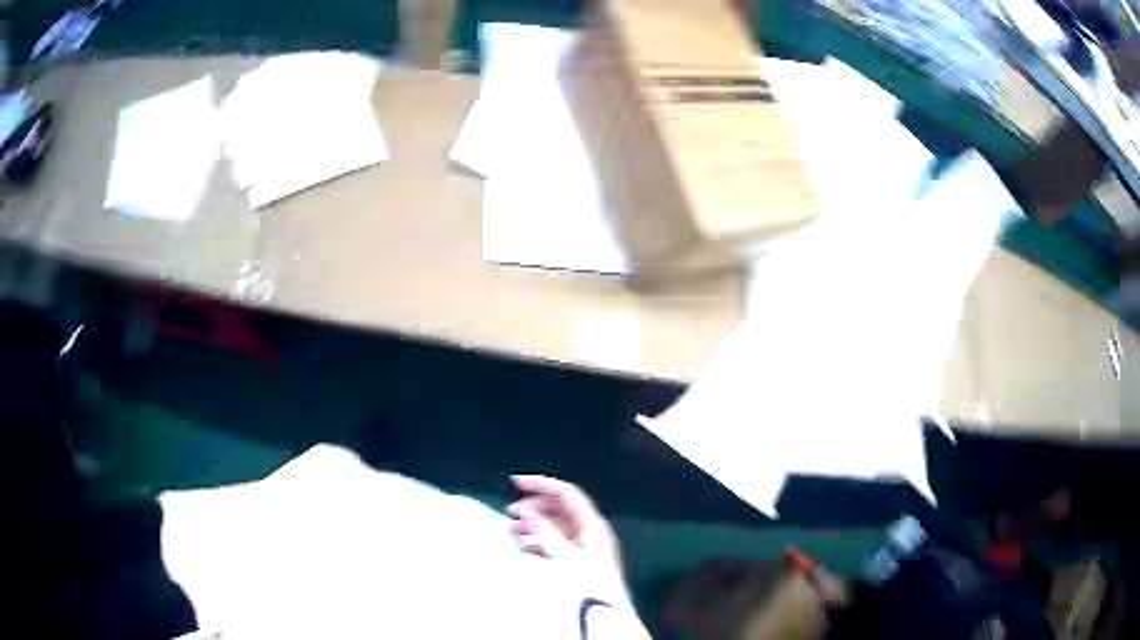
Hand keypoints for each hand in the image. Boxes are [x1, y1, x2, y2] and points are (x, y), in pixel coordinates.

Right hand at [508, 475, 626, 602]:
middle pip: (560, 509)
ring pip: (557, 526)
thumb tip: (526, 510)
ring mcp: (587, 546)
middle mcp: (592, 532)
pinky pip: (558, 543)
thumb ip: (545, 532)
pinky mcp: (582, 561)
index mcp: (592, 525)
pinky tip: (525, 549)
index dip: (542, 484)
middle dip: (534, 506)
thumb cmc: (589, 584)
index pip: (567, 493)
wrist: (606, 614)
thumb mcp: (564, 557)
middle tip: (510, 511)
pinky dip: (540, 542)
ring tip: (512, 530)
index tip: (516, 482)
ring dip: (534, 525)